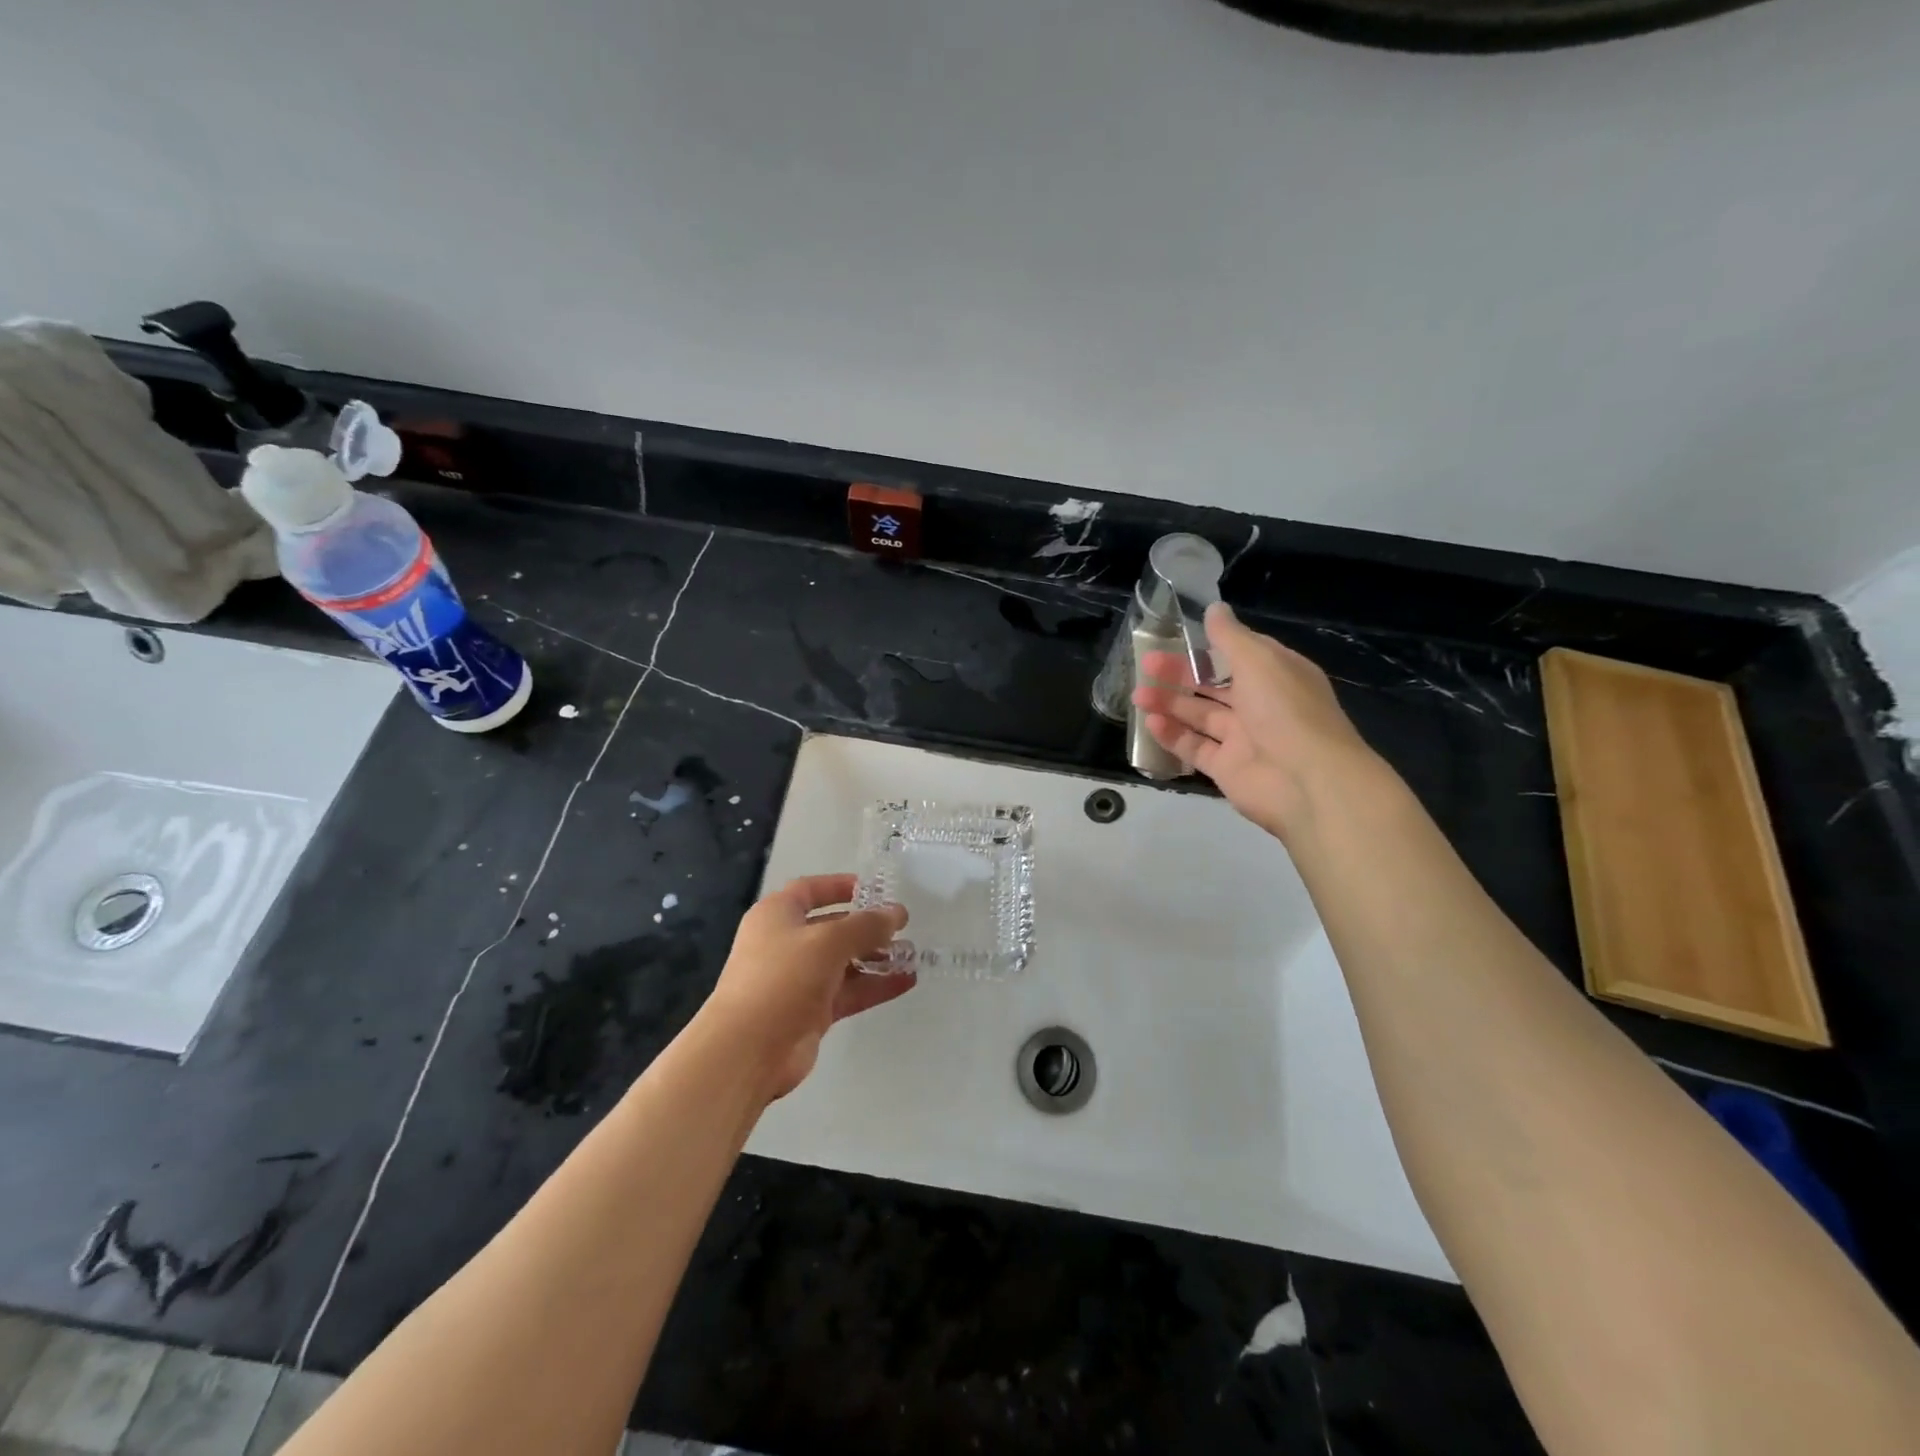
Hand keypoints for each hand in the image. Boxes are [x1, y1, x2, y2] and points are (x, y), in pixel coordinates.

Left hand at [701, 874, 911, 1101]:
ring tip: (912, 956)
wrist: (747, 1051)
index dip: (841, 886)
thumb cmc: (782, 978)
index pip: (810, 890)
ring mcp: (798, 980)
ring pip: (843, 962)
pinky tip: (906, 981)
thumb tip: (897, 914)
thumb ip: (866, 925)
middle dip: (867, 927)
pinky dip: (874, 986)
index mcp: (777, 915)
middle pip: (832, 927)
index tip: (875, 890)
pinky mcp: (810, 1013)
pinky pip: (848, 992)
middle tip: (903, 927)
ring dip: (876, 958)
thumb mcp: (828, 941)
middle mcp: (785, 944)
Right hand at [1132, 602, 1379, 840]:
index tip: (1177, 637)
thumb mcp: (1259, 660)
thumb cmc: (1285, 710)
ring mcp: (1243, 738)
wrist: (1307, 781)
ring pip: (1200, 716)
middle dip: (1180, 674)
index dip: (1209, 645)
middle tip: (1147, 665)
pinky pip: (1195, 747)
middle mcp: (1261, 704)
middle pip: (1214, 684)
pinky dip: (1173, 735)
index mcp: (1277, 674)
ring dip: (1170, 704)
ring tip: (1138, 696)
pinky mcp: (1227, 767)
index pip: (1239, 654)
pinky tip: (1151, 723)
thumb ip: (1230, 636)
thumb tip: (1214, 608)